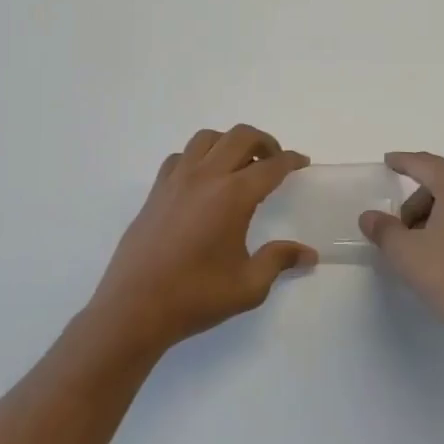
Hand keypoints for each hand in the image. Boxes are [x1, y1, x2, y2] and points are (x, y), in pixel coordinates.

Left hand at [88, 125, 314, 358]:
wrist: (135, 307)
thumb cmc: (196, 296)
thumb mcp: (248, 286)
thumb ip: (279, 261)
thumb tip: (308, 254)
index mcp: (232, 196)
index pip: (270, 166)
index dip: (290, 160)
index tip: (301, 161)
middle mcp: (205, 176)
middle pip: (240, 137)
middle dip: (264, 142)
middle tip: (274, 160)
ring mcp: (176, 179)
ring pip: (207, 138)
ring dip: (229, 142)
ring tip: (239, 165)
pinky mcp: (156, 190)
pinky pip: (181, 156)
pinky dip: (198, 156)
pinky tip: (203, 180)